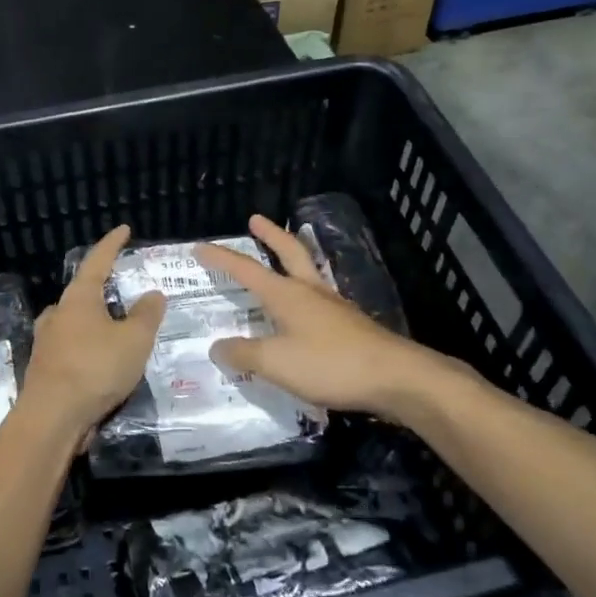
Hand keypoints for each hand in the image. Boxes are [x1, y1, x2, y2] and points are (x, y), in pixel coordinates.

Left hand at [18, 225, 164, 446]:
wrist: (52, 418)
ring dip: (95, 322)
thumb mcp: (134, 340)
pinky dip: (88, 347)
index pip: (97, 261)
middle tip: (125, 291)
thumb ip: (147, 315)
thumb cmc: (95, 368)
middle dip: (103, 290)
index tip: (124, 230)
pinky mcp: (44, 368)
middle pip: (83, 293)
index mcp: (78, 298)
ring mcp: (47, 341)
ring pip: (75, 322)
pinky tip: (101, 362)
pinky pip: (71, 347)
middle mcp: (58, 313)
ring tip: (116, 329)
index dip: (112, 244)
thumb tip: (153, 294)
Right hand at [196, 215, 461, 428]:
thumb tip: (218, 346)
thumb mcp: (276, 363)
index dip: (222, 258)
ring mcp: (334, 307)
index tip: (200, 246)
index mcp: (287, 295)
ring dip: (292, 259)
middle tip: (255, 219)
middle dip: (270, 235)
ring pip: (308, 272)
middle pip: (289, 252)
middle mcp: (310, 292)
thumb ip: (244, 354)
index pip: (246, 270)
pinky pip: (320, 300)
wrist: (395, 377)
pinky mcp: (351, 325)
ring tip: (282, 258)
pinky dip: (305, 294)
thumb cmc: (330, 364)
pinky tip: (305, 311)